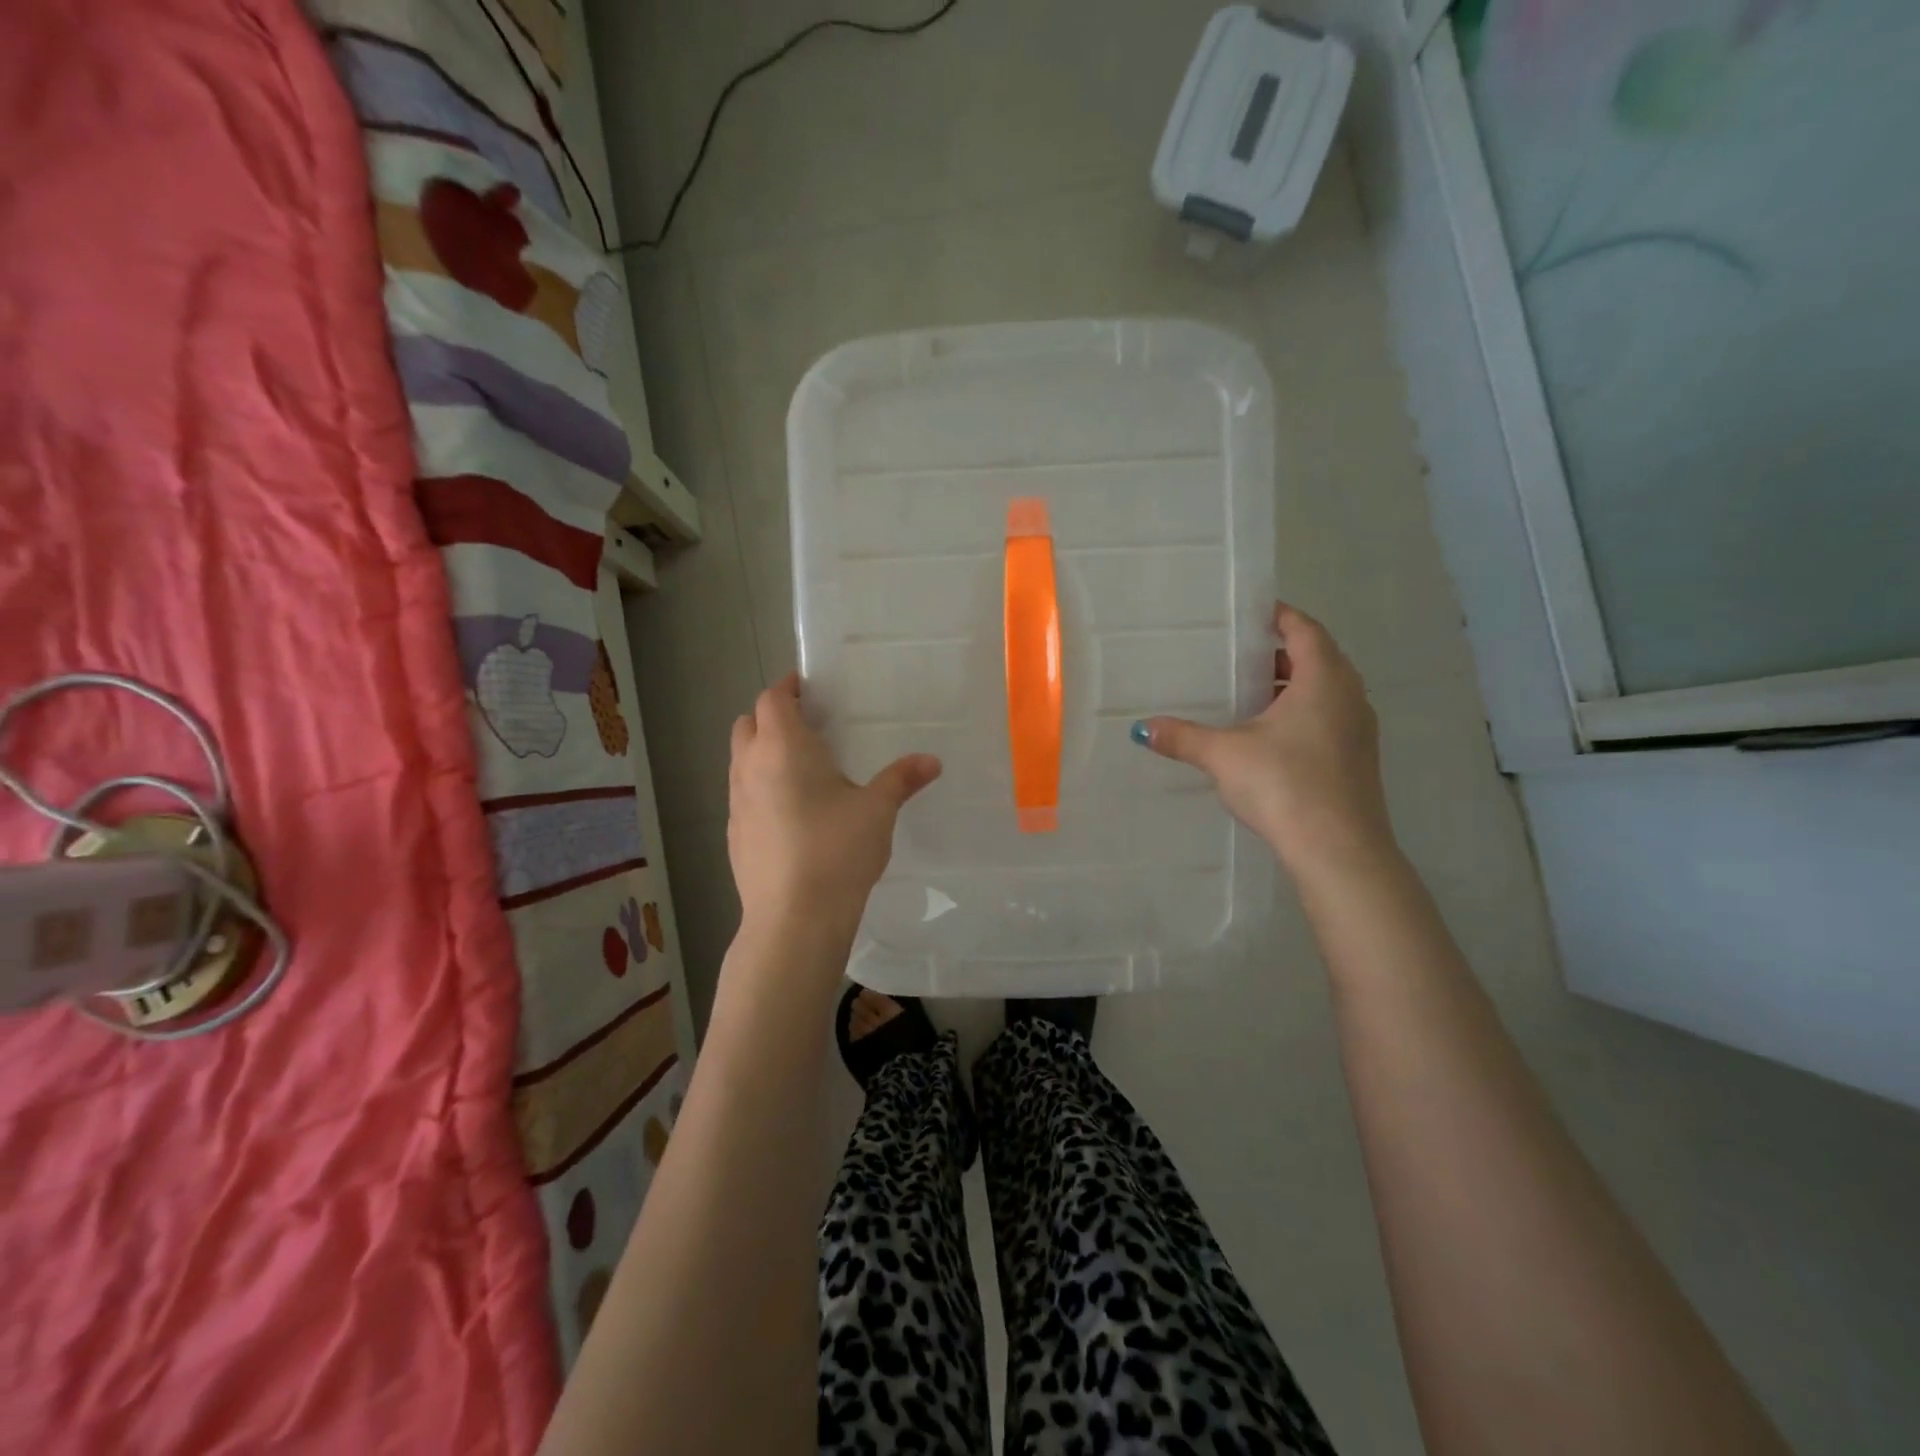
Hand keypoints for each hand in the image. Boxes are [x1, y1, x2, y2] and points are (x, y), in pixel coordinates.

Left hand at [727, 673, 941, 939]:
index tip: (808, 688)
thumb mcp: (877, 810)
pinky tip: (791, 814)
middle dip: (772, 717)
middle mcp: (750, 768)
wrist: (794, 919)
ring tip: (801, 768)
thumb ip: (902, 779)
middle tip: (808, 726)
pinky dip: (760, 788)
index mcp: (783, 748)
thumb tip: (931, 761)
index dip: (787, 688)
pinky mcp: (734, 836)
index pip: (772, 699)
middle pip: (748, 724)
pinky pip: (743, 795)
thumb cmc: (837, 851)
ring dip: (763, 753)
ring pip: (741, 761)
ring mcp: (736, 804)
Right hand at [1140, 603, 1392, 876]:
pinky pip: (1328, 719)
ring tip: (1249, 694)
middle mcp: (1349, 696)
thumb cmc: (1284, 784)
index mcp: (1324, 680)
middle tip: (1240, 654)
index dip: (1280, 616)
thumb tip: (1142, 729)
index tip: (1252, 613)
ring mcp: (1358, 730)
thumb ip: (1183, 737)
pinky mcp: (1356, 760)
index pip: (1305, 630)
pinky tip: (1268, 737)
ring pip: (1325, 692)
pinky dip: (1301, 714)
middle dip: (1281, 653)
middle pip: (1317, 658)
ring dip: (1292, 687)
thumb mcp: (1224, 755)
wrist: (1338, 850)